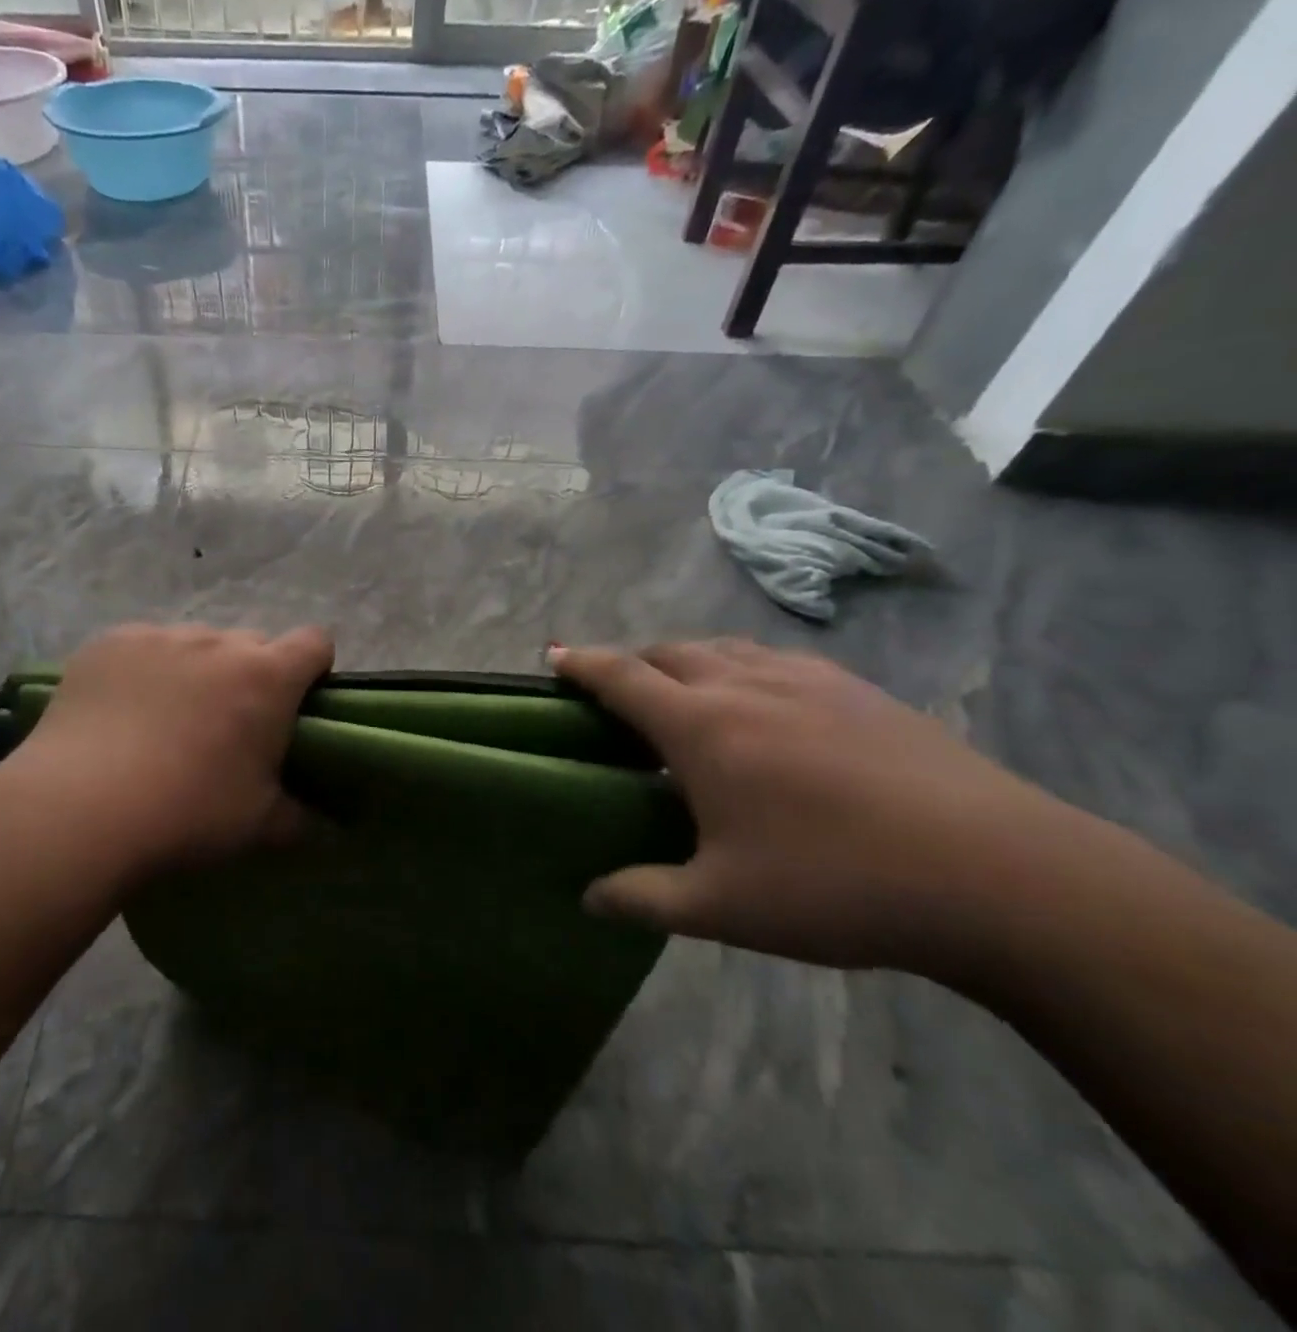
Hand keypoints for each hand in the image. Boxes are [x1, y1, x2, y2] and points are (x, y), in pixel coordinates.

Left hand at [9, 623, 334, 873]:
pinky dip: (145, 671)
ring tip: (167, 720)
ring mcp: (160, 637)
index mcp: (267, 677)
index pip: (315, 642)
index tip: (298, 703)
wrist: (80, 809)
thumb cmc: (188, 813)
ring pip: (196, 644)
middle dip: (251, 674)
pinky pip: (143, 647)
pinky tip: (121, 712)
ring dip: (197, 671)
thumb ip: (300, 817)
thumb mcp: (258, 825)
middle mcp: (218, 643)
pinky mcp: (110, 643)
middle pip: (252, 644)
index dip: (314, 668)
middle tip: (228, 725)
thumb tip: (323, 824)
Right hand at [552, 639, 1080, 977]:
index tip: (554, 658)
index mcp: (701, 726)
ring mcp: (806, 679)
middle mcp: (744, 684)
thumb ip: (643, 898)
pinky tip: (765, 706)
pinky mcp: (858, 689)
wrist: (1002, 876)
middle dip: (632, 663)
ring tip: (685, 695)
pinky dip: (743, 668)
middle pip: (669, 651)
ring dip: (687, 661)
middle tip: (618, 695)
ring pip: (723, 648)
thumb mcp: (724, 907)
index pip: (621, 677)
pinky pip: (775, 659)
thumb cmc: (837, 886)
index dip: (581, 664)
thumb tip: (588, 899)